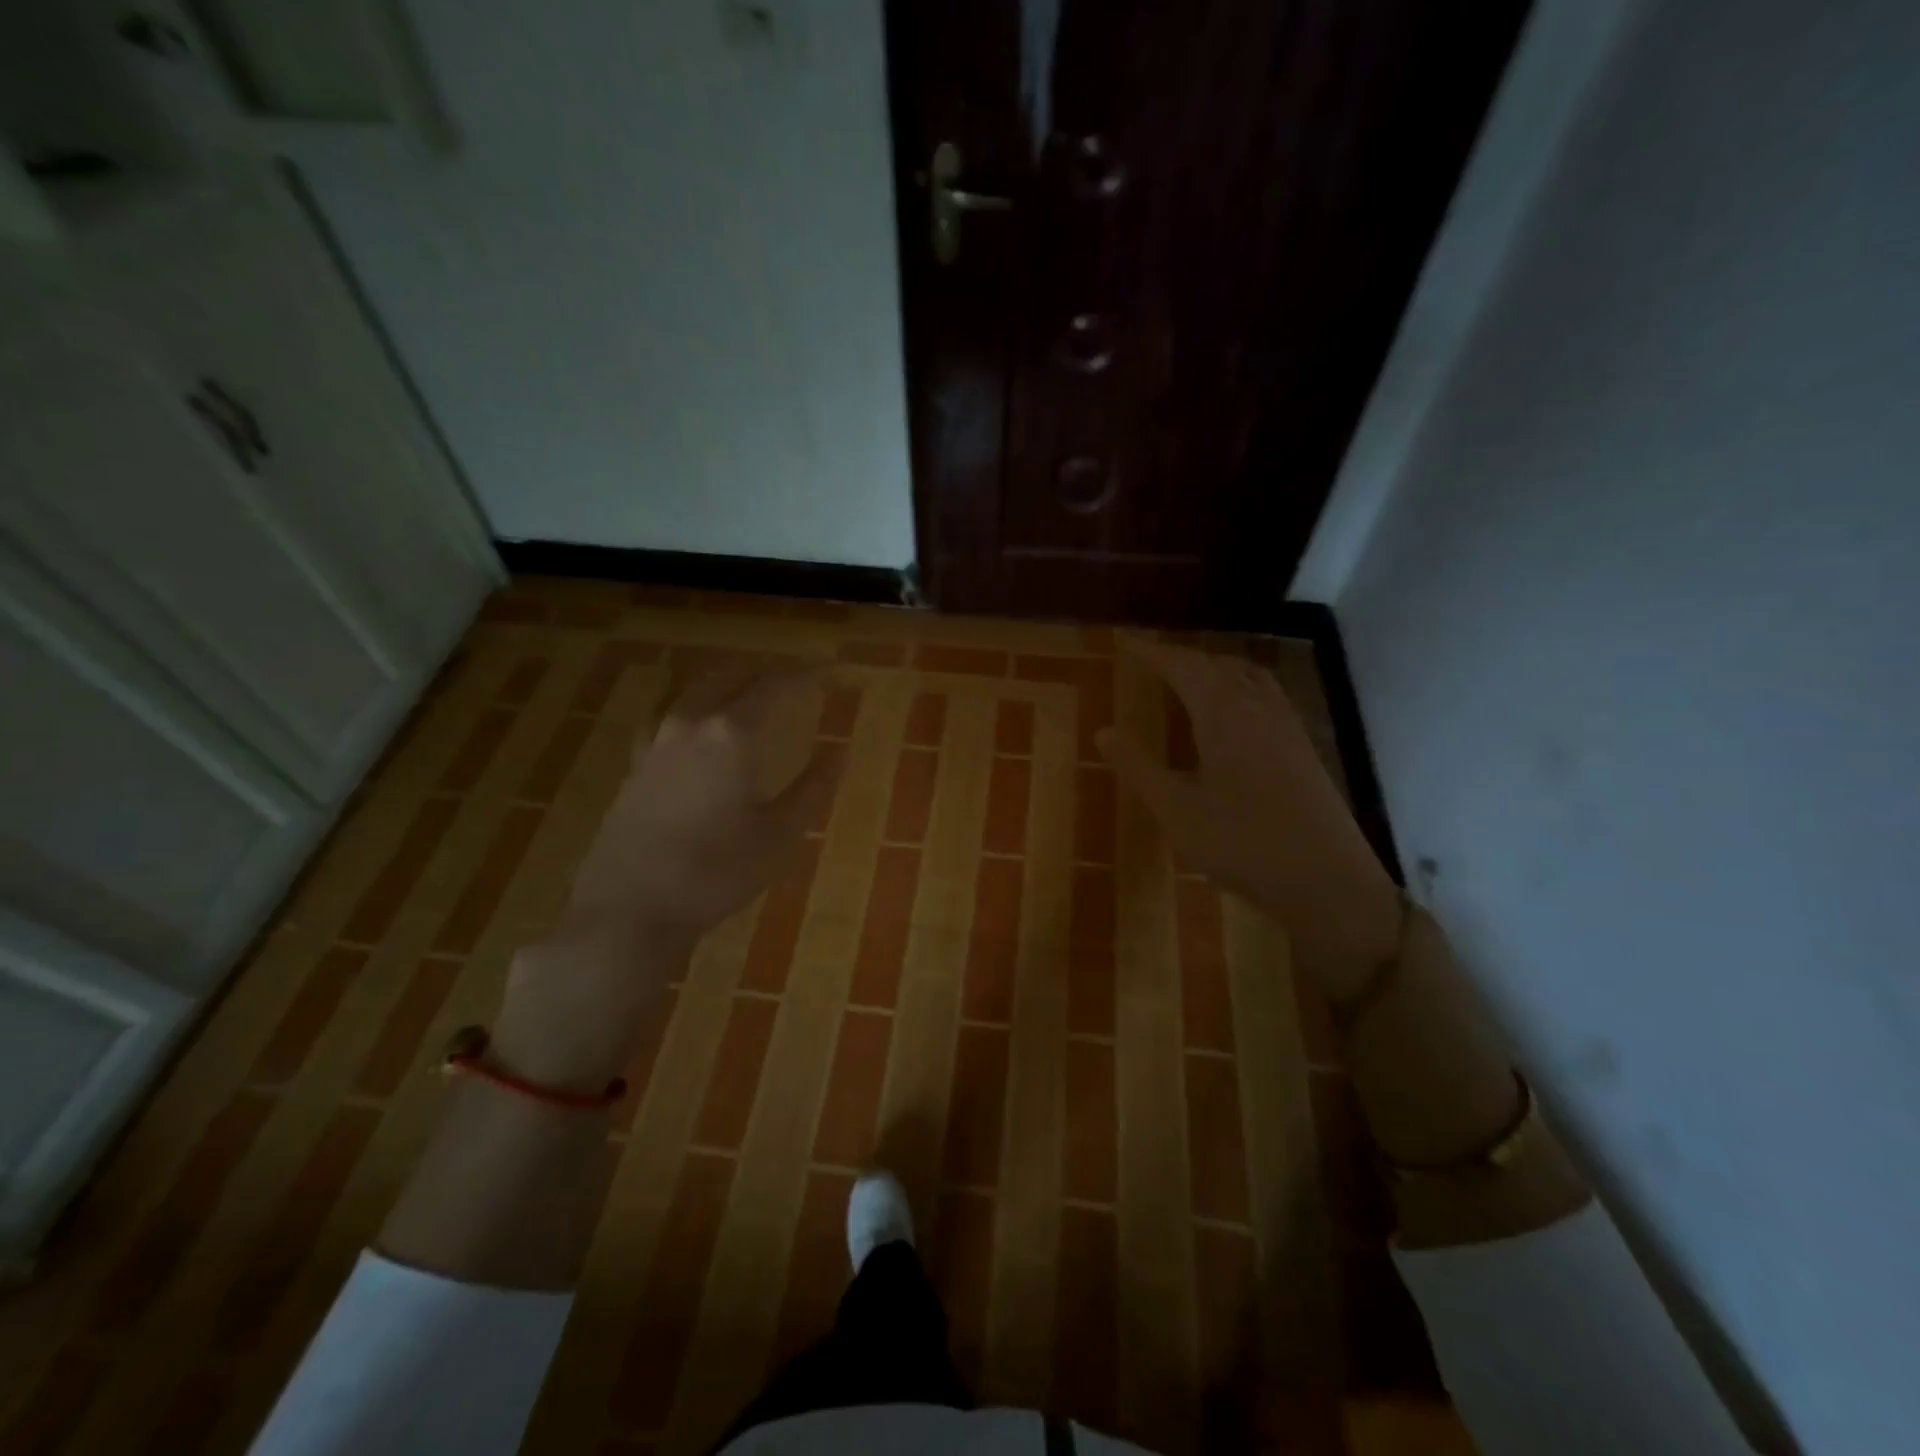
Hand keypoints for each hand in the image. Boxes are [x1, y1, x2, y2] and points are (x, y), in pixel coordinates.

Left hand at [495, 660, 841, 1087]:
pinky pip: (668, 715)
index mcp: (730, 735)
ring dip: (728, 681)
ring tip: (751, 689)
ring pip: (694, 691)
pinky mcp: (635, 766)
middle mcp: (690, 725)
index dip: (806, 673)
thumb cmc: (715, 874)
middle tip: (795, 676)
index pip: (774, 686)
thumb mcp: (779, 836)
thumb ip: (813, 789)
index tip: (831, 669)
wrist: (628, 910)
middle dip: (765, 670)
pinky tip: (696, 725)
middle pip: (730, 676)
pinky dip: (694, 706)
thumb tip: (839, 751)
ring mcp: (655, 743)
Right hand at [1099, 637, 1401, 997]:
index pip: (1183, 666)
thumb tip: (1103, 731)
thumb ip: (1138, 767)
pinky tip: (1234, 713)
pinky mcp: (1302, 747)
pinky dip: (1240, 686)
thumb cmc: (1242, 844)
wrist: (1327, 880)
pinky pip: (1266, 695)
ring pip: (1248, 676)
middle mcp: (1258, 708)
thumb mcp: (1176, 810)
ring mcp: (1286, 726)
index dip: (1152, 652)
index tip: (1125, 641)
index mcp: (1224, 715)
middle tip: (1151, 660)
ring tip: (1190, 677)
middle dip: (1182, 656)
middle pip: (1217, 664)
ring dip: (1214, 668)